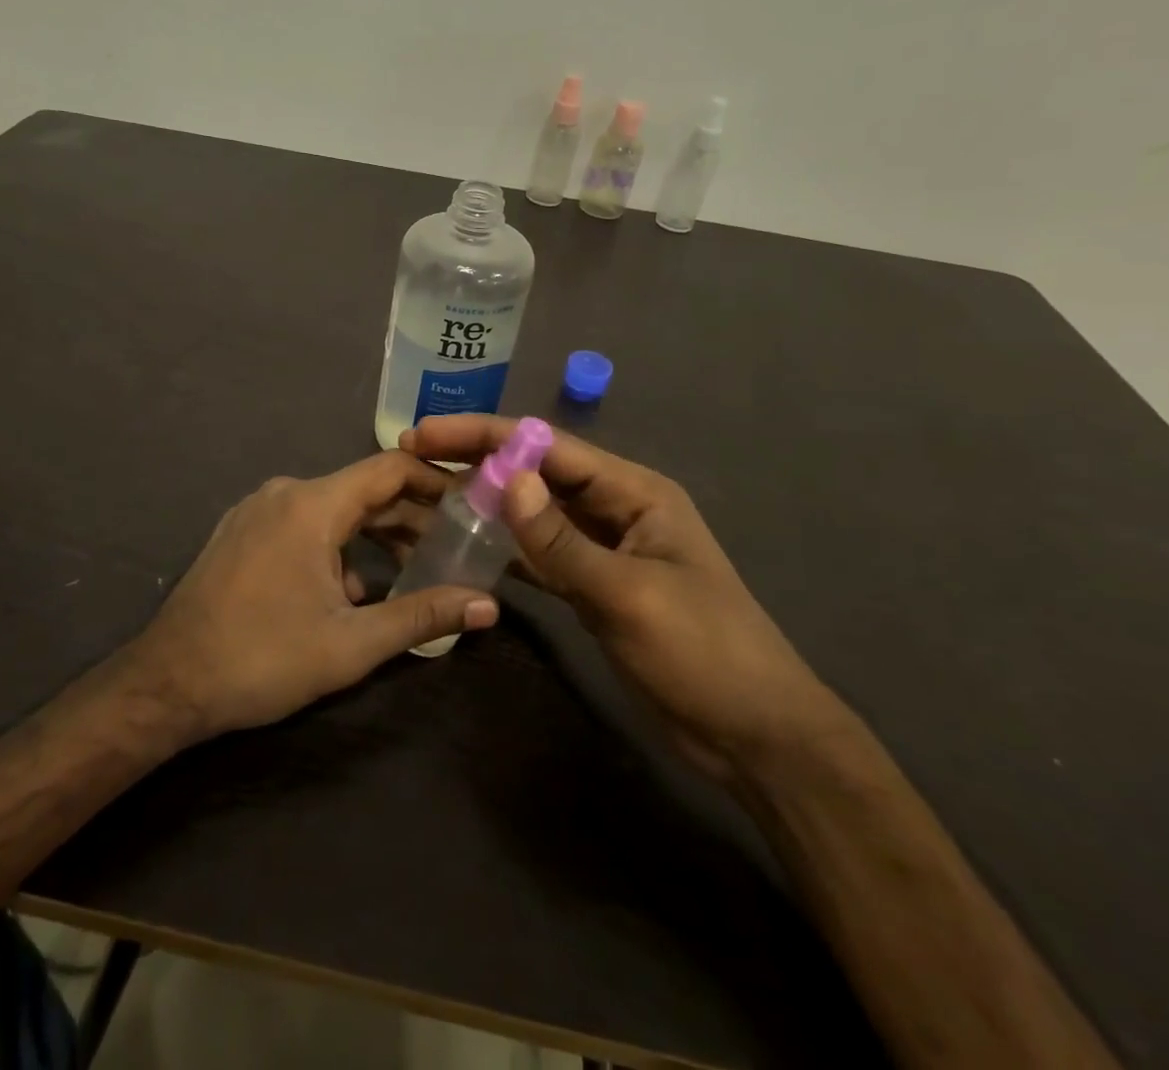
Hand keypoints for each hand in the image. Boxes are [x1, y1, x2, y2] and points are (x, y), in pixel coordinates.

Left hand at [120, 452, 500, 740]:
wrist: (166, 683)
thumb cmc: (262, 659)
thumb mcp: (351, 644)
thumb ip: (422, 617)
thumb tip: (488, 606)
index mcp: (312, 504)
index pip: (390, 468)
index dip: (436, 481)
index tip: (471, 503)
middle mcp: (285, 492)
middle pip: (363, 489)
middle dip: (410, 516)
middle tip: (452, 546)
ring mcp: (257, 509)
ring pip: (333, 508)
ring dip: (374, 535)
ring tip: (410, 571)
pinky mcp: (241, 531)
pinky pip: (303, 523)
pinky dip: (336, 545)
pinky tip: (349, 590)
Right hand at [403, 416, 847, 780]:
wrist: (754, 734)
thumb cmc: (704, 653)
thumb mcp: (629, 593)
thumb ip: (562, 540)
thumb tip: (508, 478)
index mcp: (633, 491)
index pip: (548, 447)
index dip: (485, 435)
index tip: (426, 434)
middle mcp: (616, 507)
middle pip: (537, 472)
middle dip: (478, 460)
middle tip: (414, 455)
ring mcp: (604, 547)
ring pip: (535, 511)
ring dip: (487, 499)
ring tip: (429, 491)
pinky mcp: (594, 584)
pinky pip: (541, 553)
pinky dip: (506, 545)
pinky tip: (468, 542)